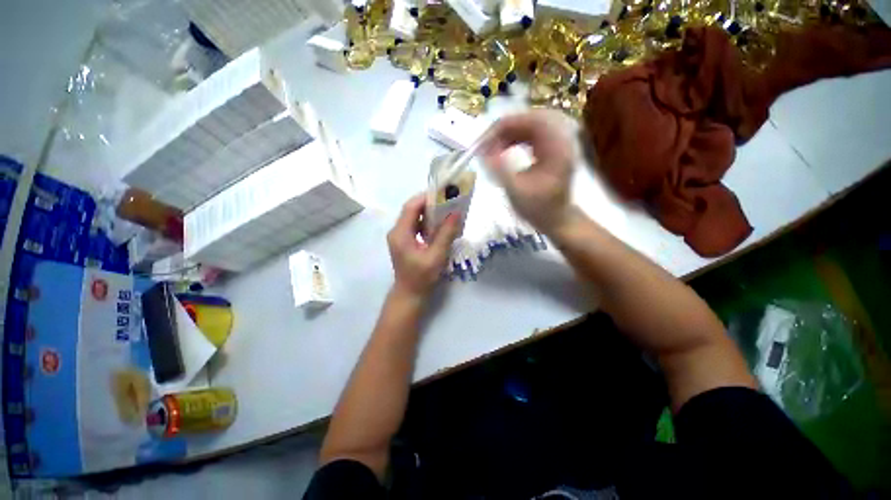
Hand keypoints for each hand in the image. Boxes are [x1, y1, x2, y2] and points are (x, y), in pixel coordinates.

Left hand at [387, 194, 459, 299]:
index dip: (426, 198)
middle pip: (412, 210)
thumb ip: (446, 234)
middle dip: (429, 204)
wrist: (410, 295)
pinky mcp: (405, 242)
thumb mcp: (436, 256)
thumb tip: (456, 214)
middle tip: (448, 202)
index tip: (443, 194)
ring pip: (414, 218)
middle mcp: (397, 232)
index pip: (411, 207)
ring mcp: (400, 237)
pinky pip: (416, 227)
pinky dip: (427, 224)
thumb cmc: (422, 278)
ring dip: (429, 214)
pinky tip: (440, 227)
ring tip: (446, 213)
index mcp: (400, 234)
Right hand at [482, 111, 575, 233]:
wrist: (555, 220)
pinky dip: (516, 137)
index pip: (531, 121)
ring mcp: (558, 143)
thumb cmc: (538, 209)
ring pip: (531, 124)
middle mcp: (561, 139)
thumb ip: (499, 169)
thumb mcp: (516, 191)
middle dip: (505, 128)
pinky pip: (532, 133)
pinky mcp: (552, 148)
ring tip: (493, 146)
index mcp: (557, 148)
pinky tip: (505, 147)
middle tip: (486, 142)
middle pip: (531, 118)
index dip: (504, 127)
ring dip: (510, 132)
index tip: (484, 141)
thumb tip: (482, 150)